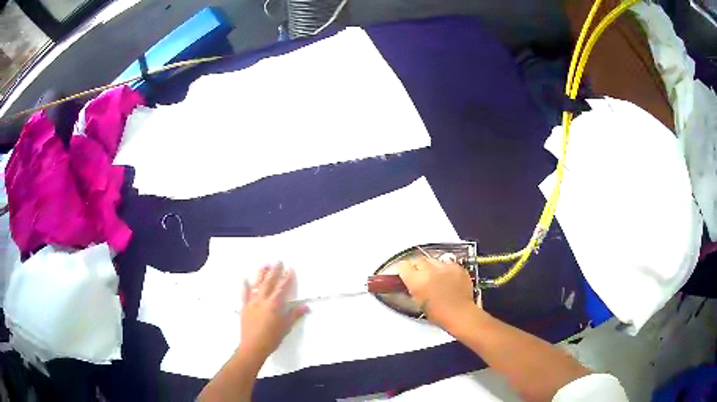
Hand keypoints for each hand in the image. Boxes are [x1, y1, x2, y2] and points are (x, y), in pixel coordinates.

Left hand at [238, 263, 307, 359]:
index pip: (282, 288)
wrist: (253, 346)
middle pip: (269, 283)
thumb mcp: (286, 327)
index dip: (287, 278)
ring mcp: (252, 302)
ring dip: (261, 274)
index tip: (290, 268)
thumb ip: (294, 315)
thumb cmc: (272, 338)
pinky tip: (244, 278)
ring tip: (264, 265)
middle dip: (274, 271)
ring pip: (256, 285)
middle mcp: (262, 300)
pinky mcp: (244, 307)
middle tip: (277, 261)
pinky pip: (244, 294)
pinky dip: (245, 285)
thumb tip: (306, 306)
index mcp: (274, 305)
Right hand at [397, 257, 477, 330]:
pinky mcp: (457, 267)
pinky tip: (447, 278)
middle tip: (420, 275)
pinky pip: (447, 263)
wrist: (460, 314)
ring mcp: (445, 267)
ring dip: (432, 267)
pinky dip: (445, 269)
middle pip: (418, 259)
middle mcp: (430, 270)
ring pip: (433, 260)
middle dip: (417, 267)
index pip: (403, 266)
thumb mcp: (417, 302)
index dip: (404, 270)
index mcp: (417, 281)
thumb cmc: (439, 314)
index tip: (405, 272)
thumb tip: (410, 281)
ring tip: (435, 277)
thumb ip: (413, 287)